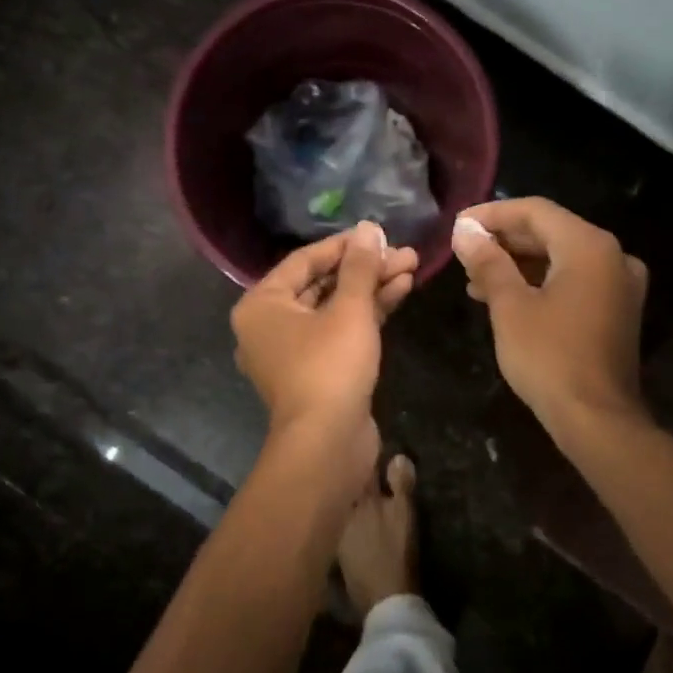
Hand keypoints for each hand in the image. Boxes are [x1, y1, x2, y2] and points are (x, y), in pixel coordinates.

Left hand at [232, 221, 418, 486]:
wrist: (328, 443)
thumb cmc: (330, 366)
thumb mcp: (349, 309)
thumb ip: (359, 267)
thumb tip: (368, 229)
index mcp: (262, 305)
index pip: (304, 260)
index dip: (344, 245)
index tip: (378, 232)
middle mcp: (270, 325)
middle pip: (321, 284)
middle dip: (365, 268)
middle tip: (402, 253)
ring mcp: (293, 351)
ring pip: (334, 309)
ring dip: (371, 289)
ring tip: (410, 267)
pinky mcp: (317, 371)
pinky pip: (339, 332)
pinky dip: (367, 314)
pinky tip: (399, 292)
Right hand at [452, 198, 647, 434]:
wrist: (596, 419)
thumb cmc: (548, 357)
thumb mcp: (510, 306)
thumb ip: (488, 261)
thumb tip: (464, 232)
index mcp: (589, 246)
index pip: (535, 211)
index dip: (492, 215)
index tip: (457, 226)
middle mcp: (612, 256)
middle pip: (550, 232)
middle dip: (504, 241)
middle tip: (463, 252)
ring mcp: (619, 285)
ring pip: (560, 259)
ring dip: (517, 264)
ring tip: (474, 279)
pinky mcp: (616, 311)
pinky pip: (573, 281)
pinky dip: (539, 283)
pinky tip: (504, 297)